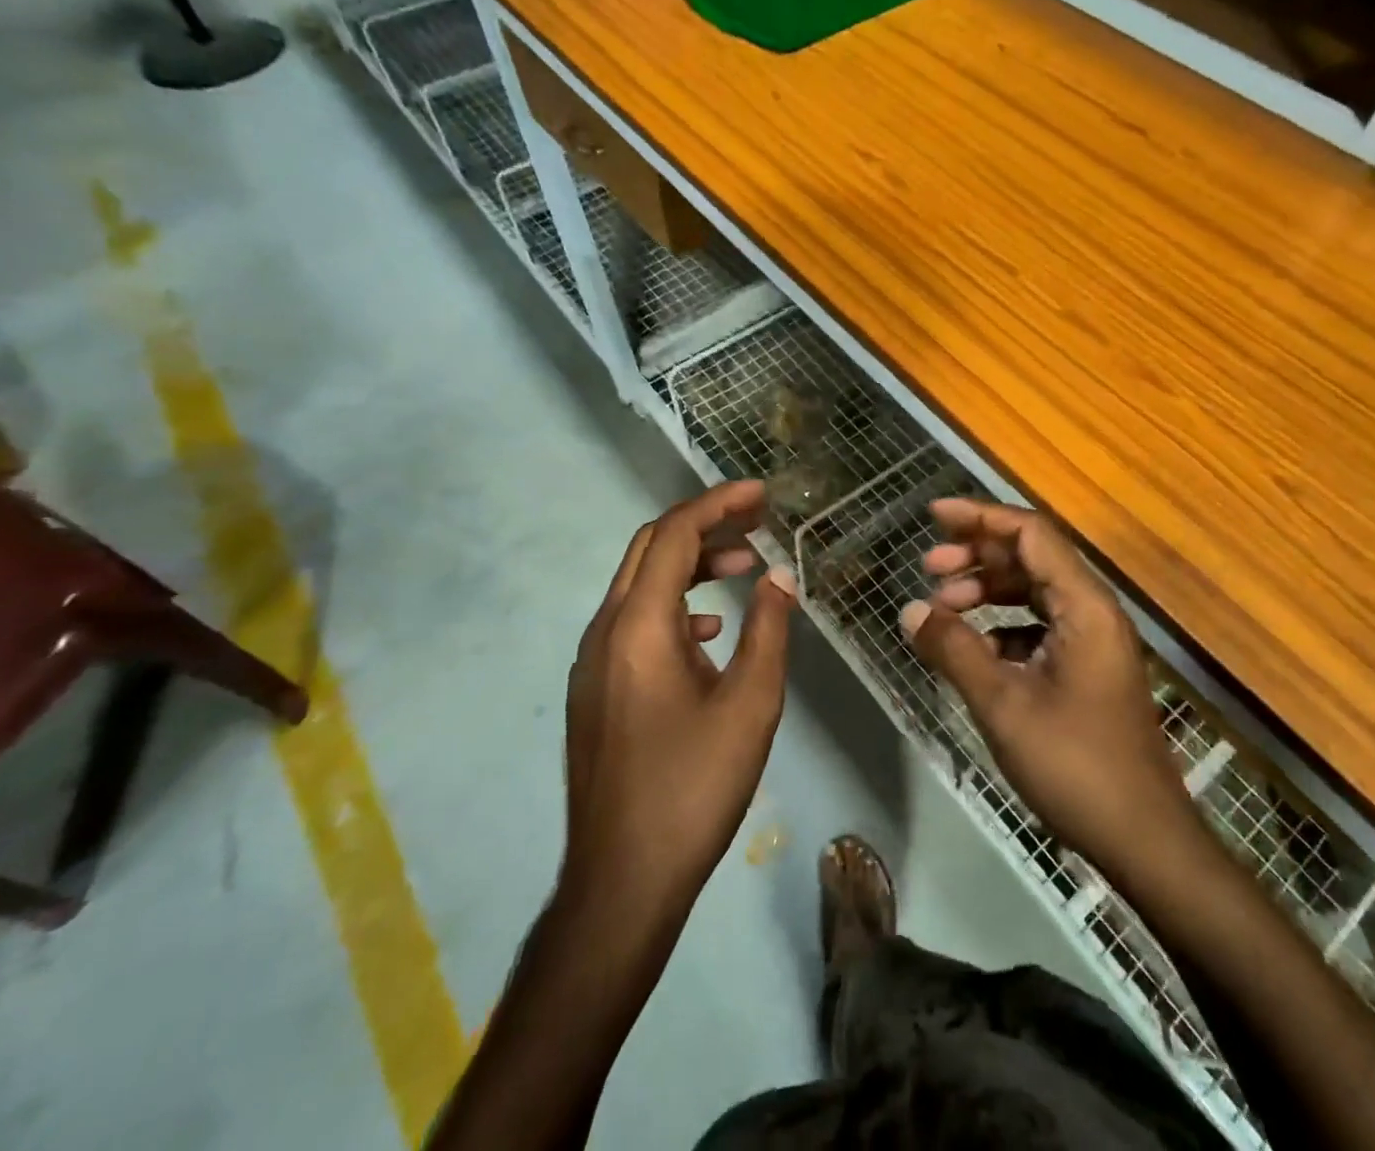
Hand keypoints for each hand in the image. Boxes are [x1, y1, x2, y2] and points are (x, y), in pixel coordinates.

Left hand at [562, 481, 796, 924]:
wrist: (622, 880)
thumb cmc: (692, 788)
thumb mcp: (750, 705)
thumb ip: (768, 631)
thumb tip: (780, 579)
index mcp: (638, 625)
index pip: (675, 534)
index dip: (719, 504)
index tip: (761, 494)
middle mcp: (605, 631)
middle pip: (652, 549)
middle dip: (705, 526)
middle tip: (757, 522)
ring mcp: (594, 662)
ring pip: (642, 585)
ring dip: (692, 566)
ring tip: (745, 568)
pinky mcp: (596, 689)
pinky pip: (635, 622)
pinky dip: (676, 606)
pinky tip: (711, 632)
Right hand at [901, 499, 1203, 878]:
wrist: (1144, 840)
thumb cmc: (1076, 766)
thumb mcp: (1004, 704)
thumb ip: (954, 650)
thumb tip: (910, 610)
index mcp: (1084, 606)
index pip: (1030, 533)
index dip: (981, 517)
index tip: (934, 516)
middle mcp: (1093, 612)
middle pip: (1031, 558)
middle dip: (977, 554)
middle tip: (928, 567)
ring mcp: (1093, 642)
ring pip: (1033, 593)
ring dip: (987, 591)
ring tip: (943, 608)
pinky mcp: (1087, 670)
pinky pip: (1039, 627)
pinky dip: (1001, 627)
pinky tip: (973, 650)